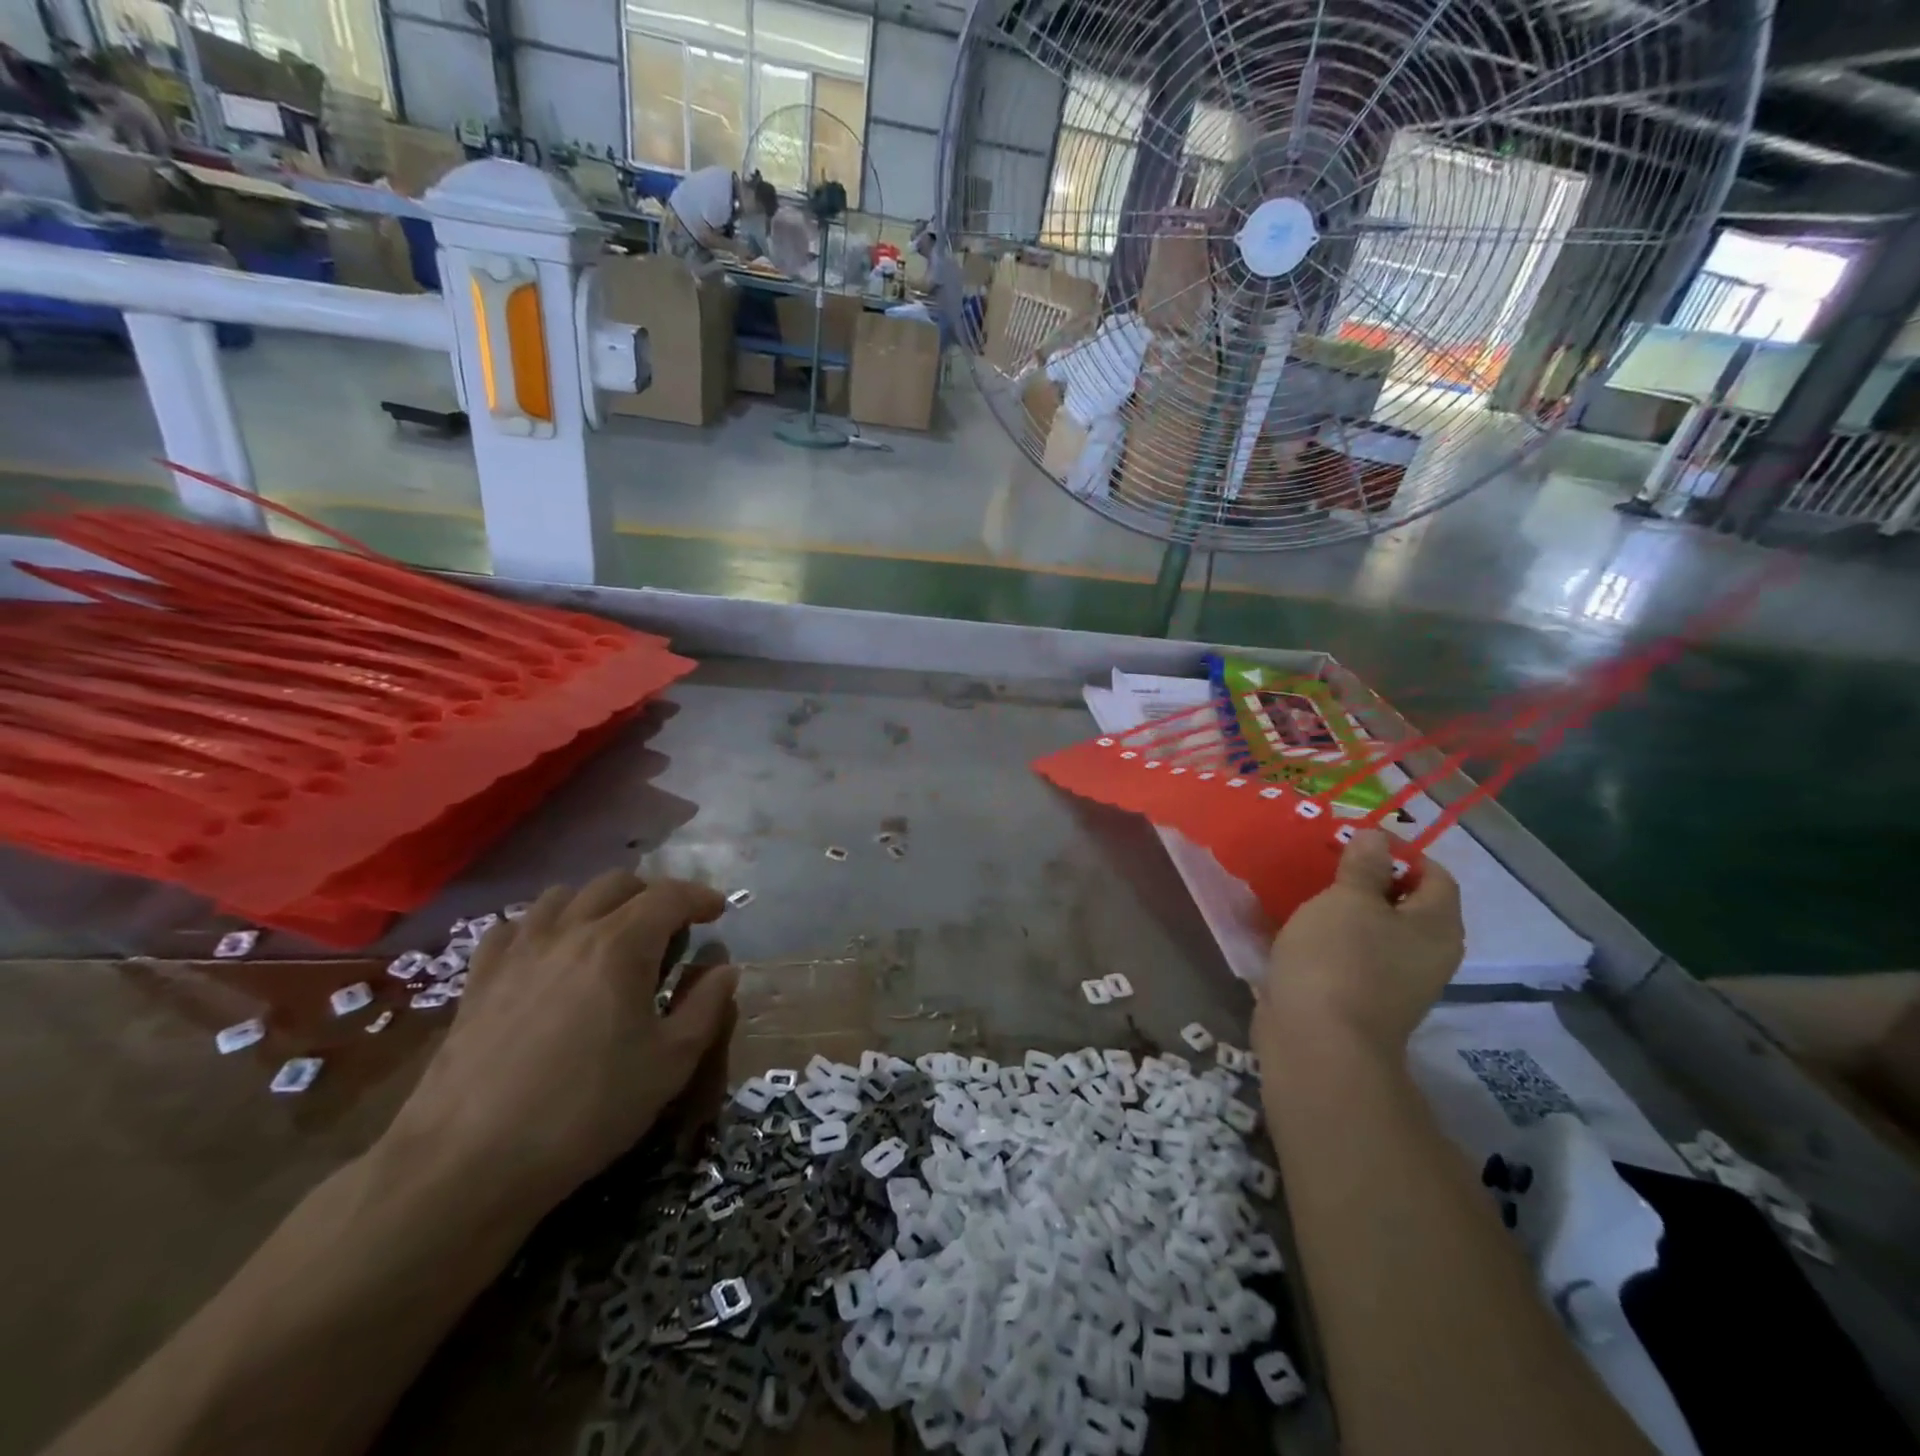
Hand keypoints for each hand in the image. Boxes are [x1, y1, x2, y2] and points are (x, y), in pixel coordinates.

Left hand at [381, 873, 736, 1213]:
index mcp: (621, 945)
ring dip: (597, 903)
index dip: (700, 897)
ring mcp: (518, 951)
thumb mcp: (670, 1064)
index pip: (670, 896)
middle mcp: (570, 931)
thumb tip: (725, 969)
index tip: (717, 910)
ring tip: (610, 935)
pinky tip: (547, 955)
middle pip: (617, 883)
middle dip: (652, 894)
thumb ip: (706, 1007)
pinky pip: (514, 927)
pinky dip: (541, 927)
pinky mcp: (478, 979)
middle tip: (669, 927)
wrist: (467, 1163)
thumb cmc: (585, 1111)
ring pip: (563, 896)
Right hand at [1255, 830, 1463, 1056]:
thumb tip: (1376, 838)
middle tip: (1326, 861)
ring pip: (1372, 930)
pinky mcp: (1357, 997)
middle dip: (1366, 879)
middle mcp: (1424, 954)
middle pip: (1403, 903)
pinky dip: (1327, 938)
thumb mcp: (1348, 900)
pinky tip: (1295, 927)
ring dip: (1343, 910)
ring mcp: (1392, 981)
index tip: (1356, 839)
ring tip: (1305, 890)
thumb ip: (1364, 866)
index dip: (1401, 852)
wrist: (1317, 1041)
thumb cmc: (1339, 959)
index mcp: (1436, 927)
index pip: (1435, 875)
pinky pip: (1347, 955)